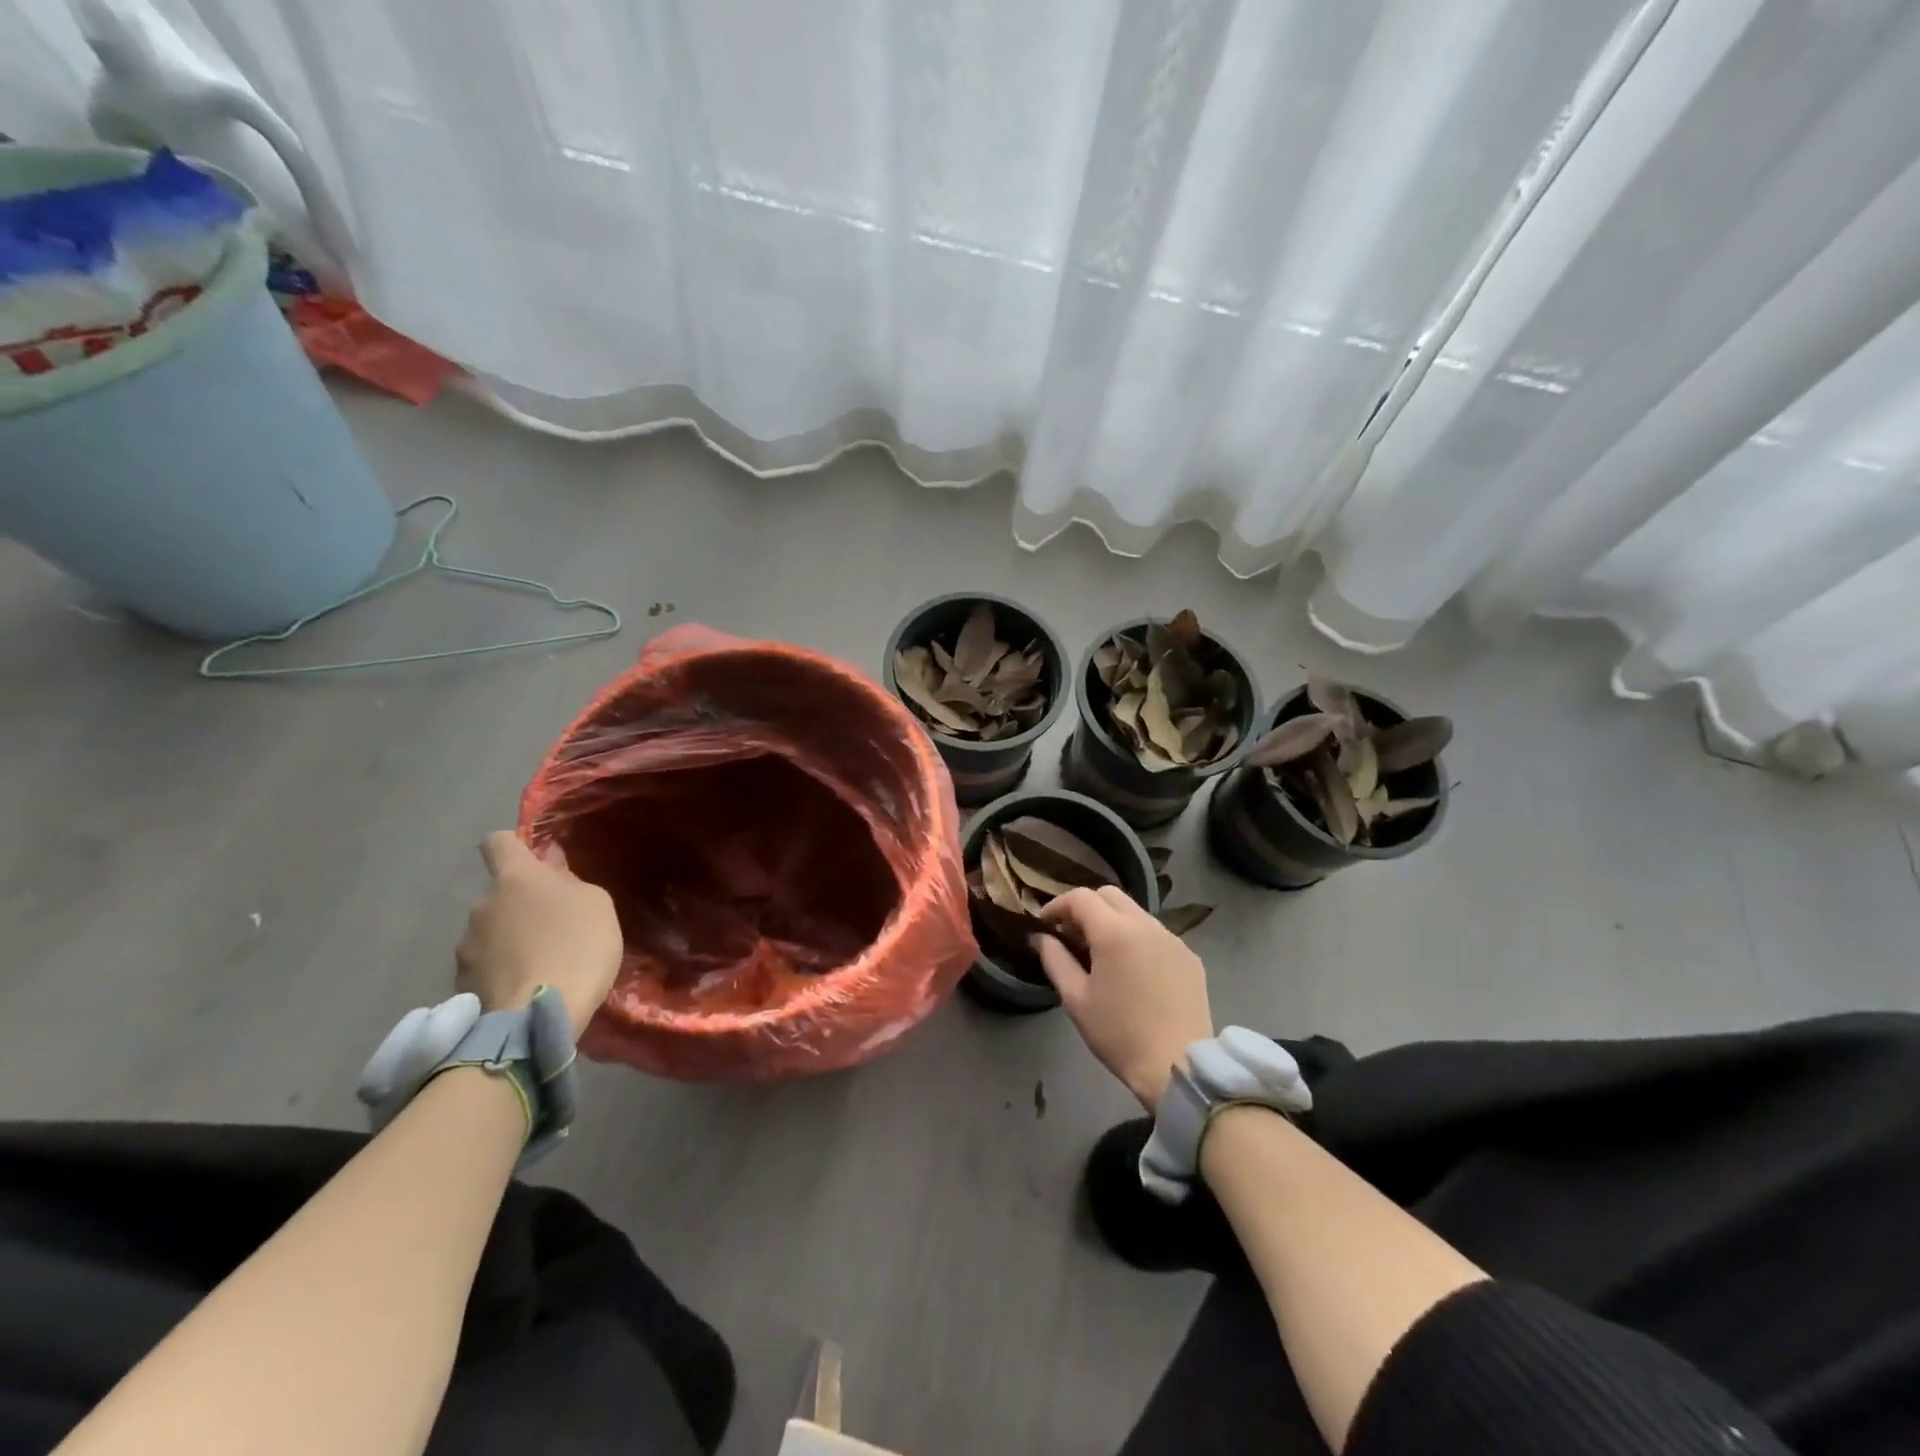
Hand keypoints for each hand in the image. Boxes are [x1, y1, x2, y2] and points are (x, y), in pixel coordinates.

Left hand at [455, 832, 622, 1039]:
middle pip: (499, 892)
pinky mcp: (461, 981)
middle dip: (520, 902)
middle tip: (552, 925)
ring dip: (508, 937)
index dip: (515, 846)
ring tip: (539, 961)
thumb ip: (569, 879)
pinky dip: (501, 968)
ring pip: (490, 929)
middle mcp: (482, 904)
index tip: (536, 863)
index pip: (498, 841)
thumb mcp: (596, 903)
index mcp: (515, 877)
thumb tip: (550, 864)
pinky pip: (484, 964)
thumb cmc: (578, 945)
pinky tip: (525, 985)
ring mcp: (466, 945)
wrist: (537, 1016)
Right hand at [1032, 886, 1214, 1110]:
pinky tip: (1132, 970)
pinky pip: (1156, 934)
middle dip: (1085, 908)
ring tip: (1101, 954)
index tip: (1044, 925)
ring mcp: (1172, 939)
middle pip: (1109, 895)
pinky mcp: (1189, 956)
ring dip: (1112, 922)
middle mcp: (1146, 924)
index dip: (1057, 906)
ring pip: (1135, 912)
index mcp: (1115, 932)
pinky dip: (1137, 939)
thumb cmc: (1118, 1034)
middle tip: (1071, 936)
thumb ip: (1054, 959)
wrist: (1178, 1066)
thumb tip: (1039, 936)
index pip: (1080, 897)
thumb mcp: (1076, 998)